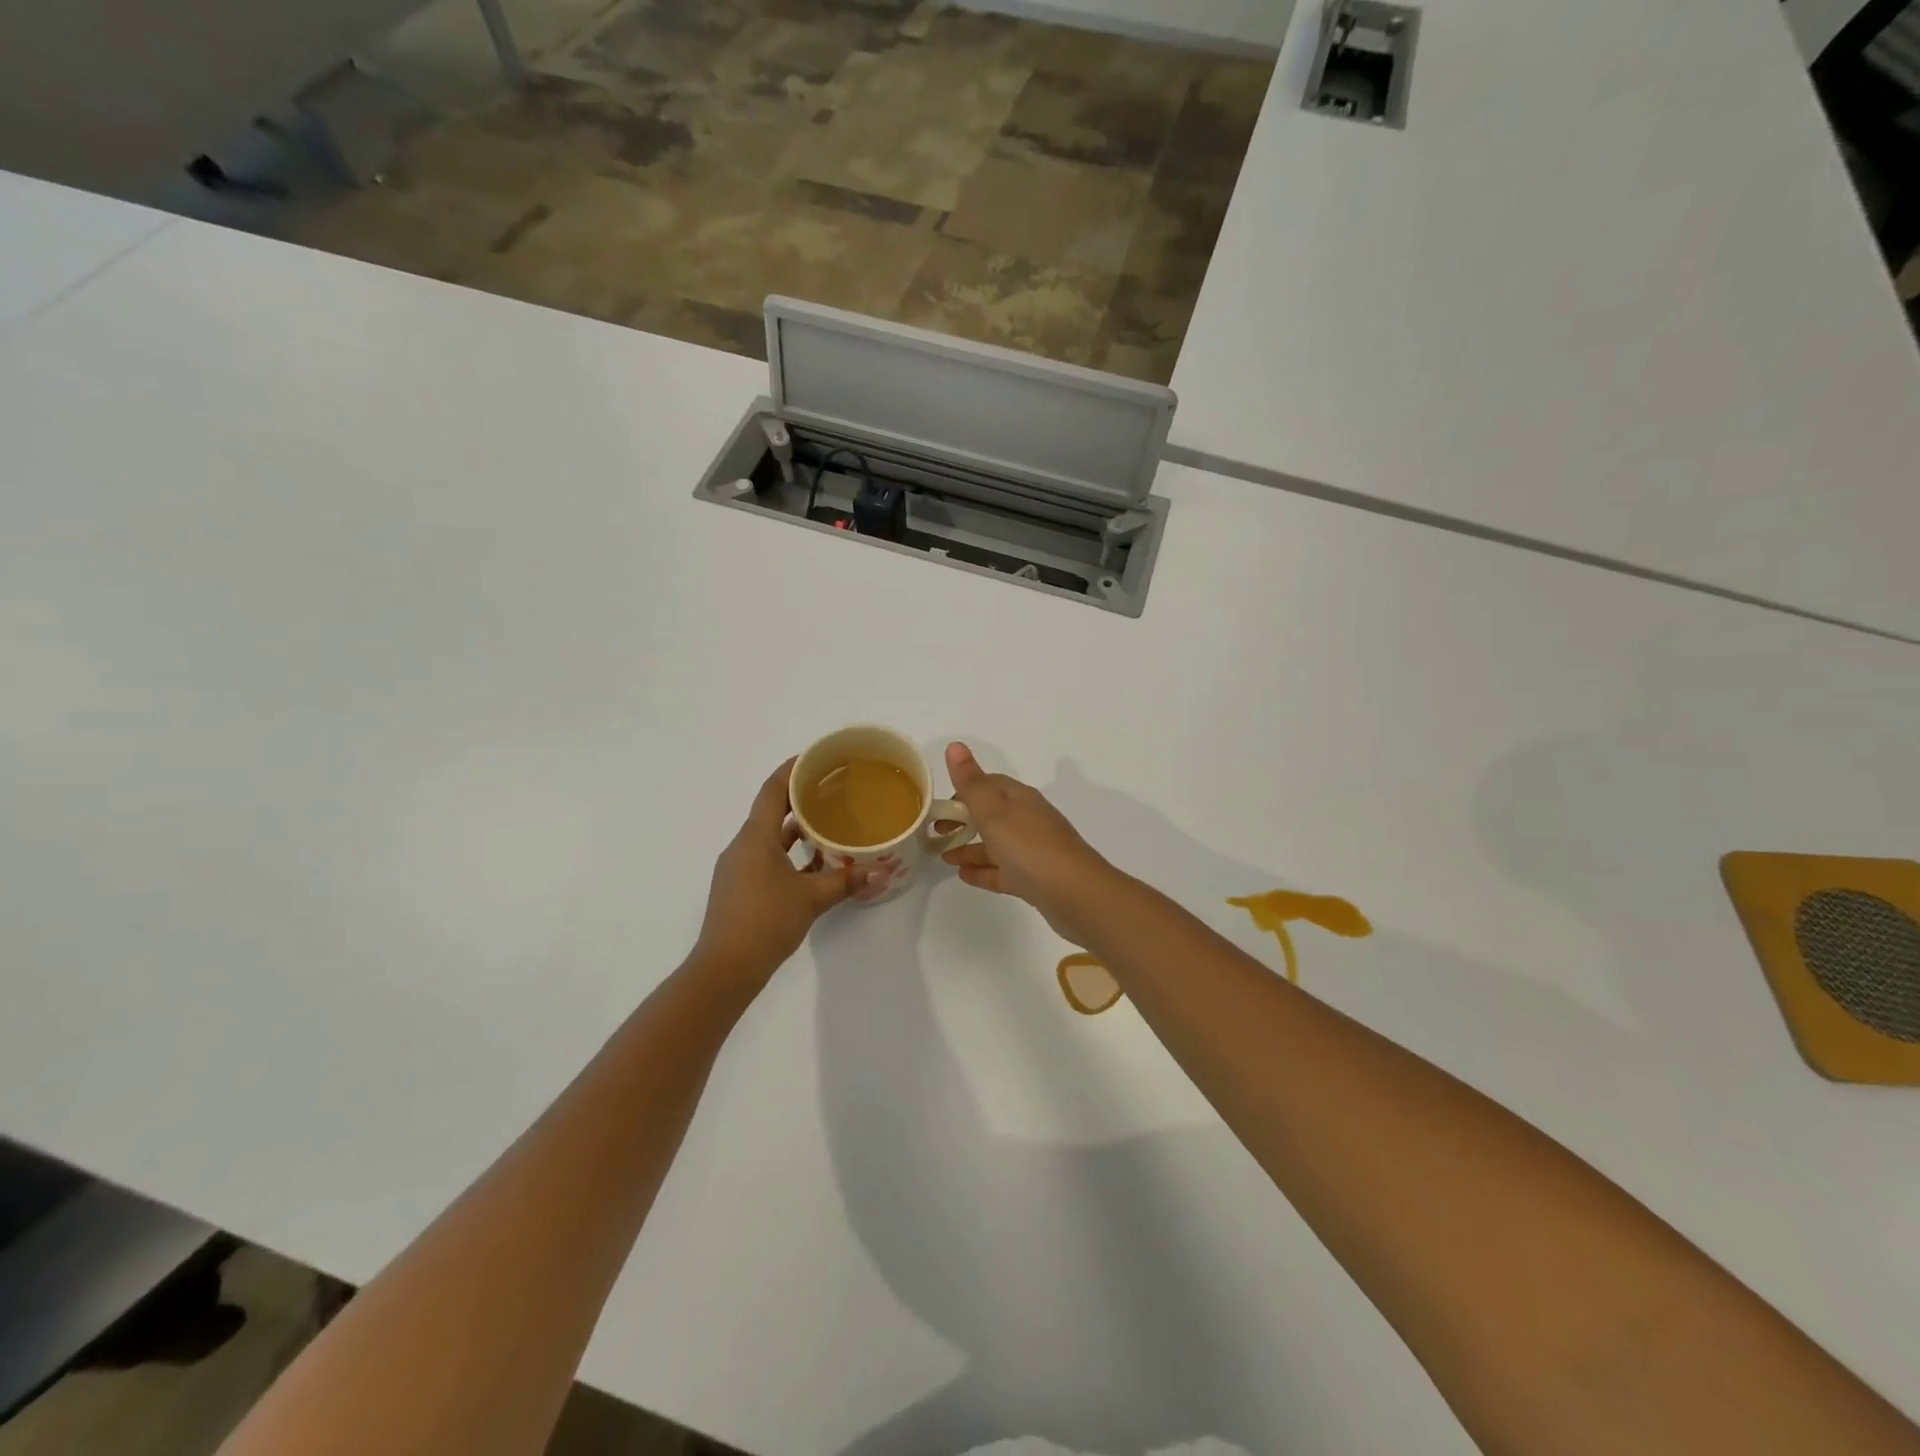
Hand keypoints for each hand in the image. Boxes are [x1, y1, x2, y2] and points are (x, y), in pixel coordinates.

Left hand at [692, 759, 866, 990]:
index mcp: (755, 838)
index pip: (772, 790)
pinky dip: (787, 852)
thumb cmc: (765, 922)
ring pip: (768, 836)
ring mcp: (737, 867)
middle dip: (798, 797)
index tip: (816, 758)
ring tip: (827, 821)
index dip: (792, 769)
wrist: (724, 969)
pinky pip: (764, 856)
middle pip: (770, 809)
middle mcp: (742, 846)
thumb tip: (884, 871)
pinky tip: (812, 862)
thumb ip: (847, 881)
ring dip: (794, 827)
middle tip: (831, 788)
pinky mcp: (738, 887)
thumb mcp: (812, 898)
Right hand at [940, 743, 1119, 947]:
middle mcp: (1029, 820)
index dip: (964, 790)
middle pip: (992, 814)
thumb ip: (972, 783)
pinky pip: (1004, 871)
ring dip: (970, 848)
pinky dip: (984, 871)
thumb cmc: (1030, 847)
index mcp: (1021, 799)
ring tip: (943, 856)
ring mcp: (1034, 851)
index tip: (940, 807)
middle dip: (964, 820)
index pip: (989, 784)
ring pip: (996, 845)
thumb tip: (955, 745)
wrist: (1076, 895)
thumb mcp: (994, 812)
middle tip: (935, 833)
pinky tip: (964, 876)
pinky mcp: (1036, 879)